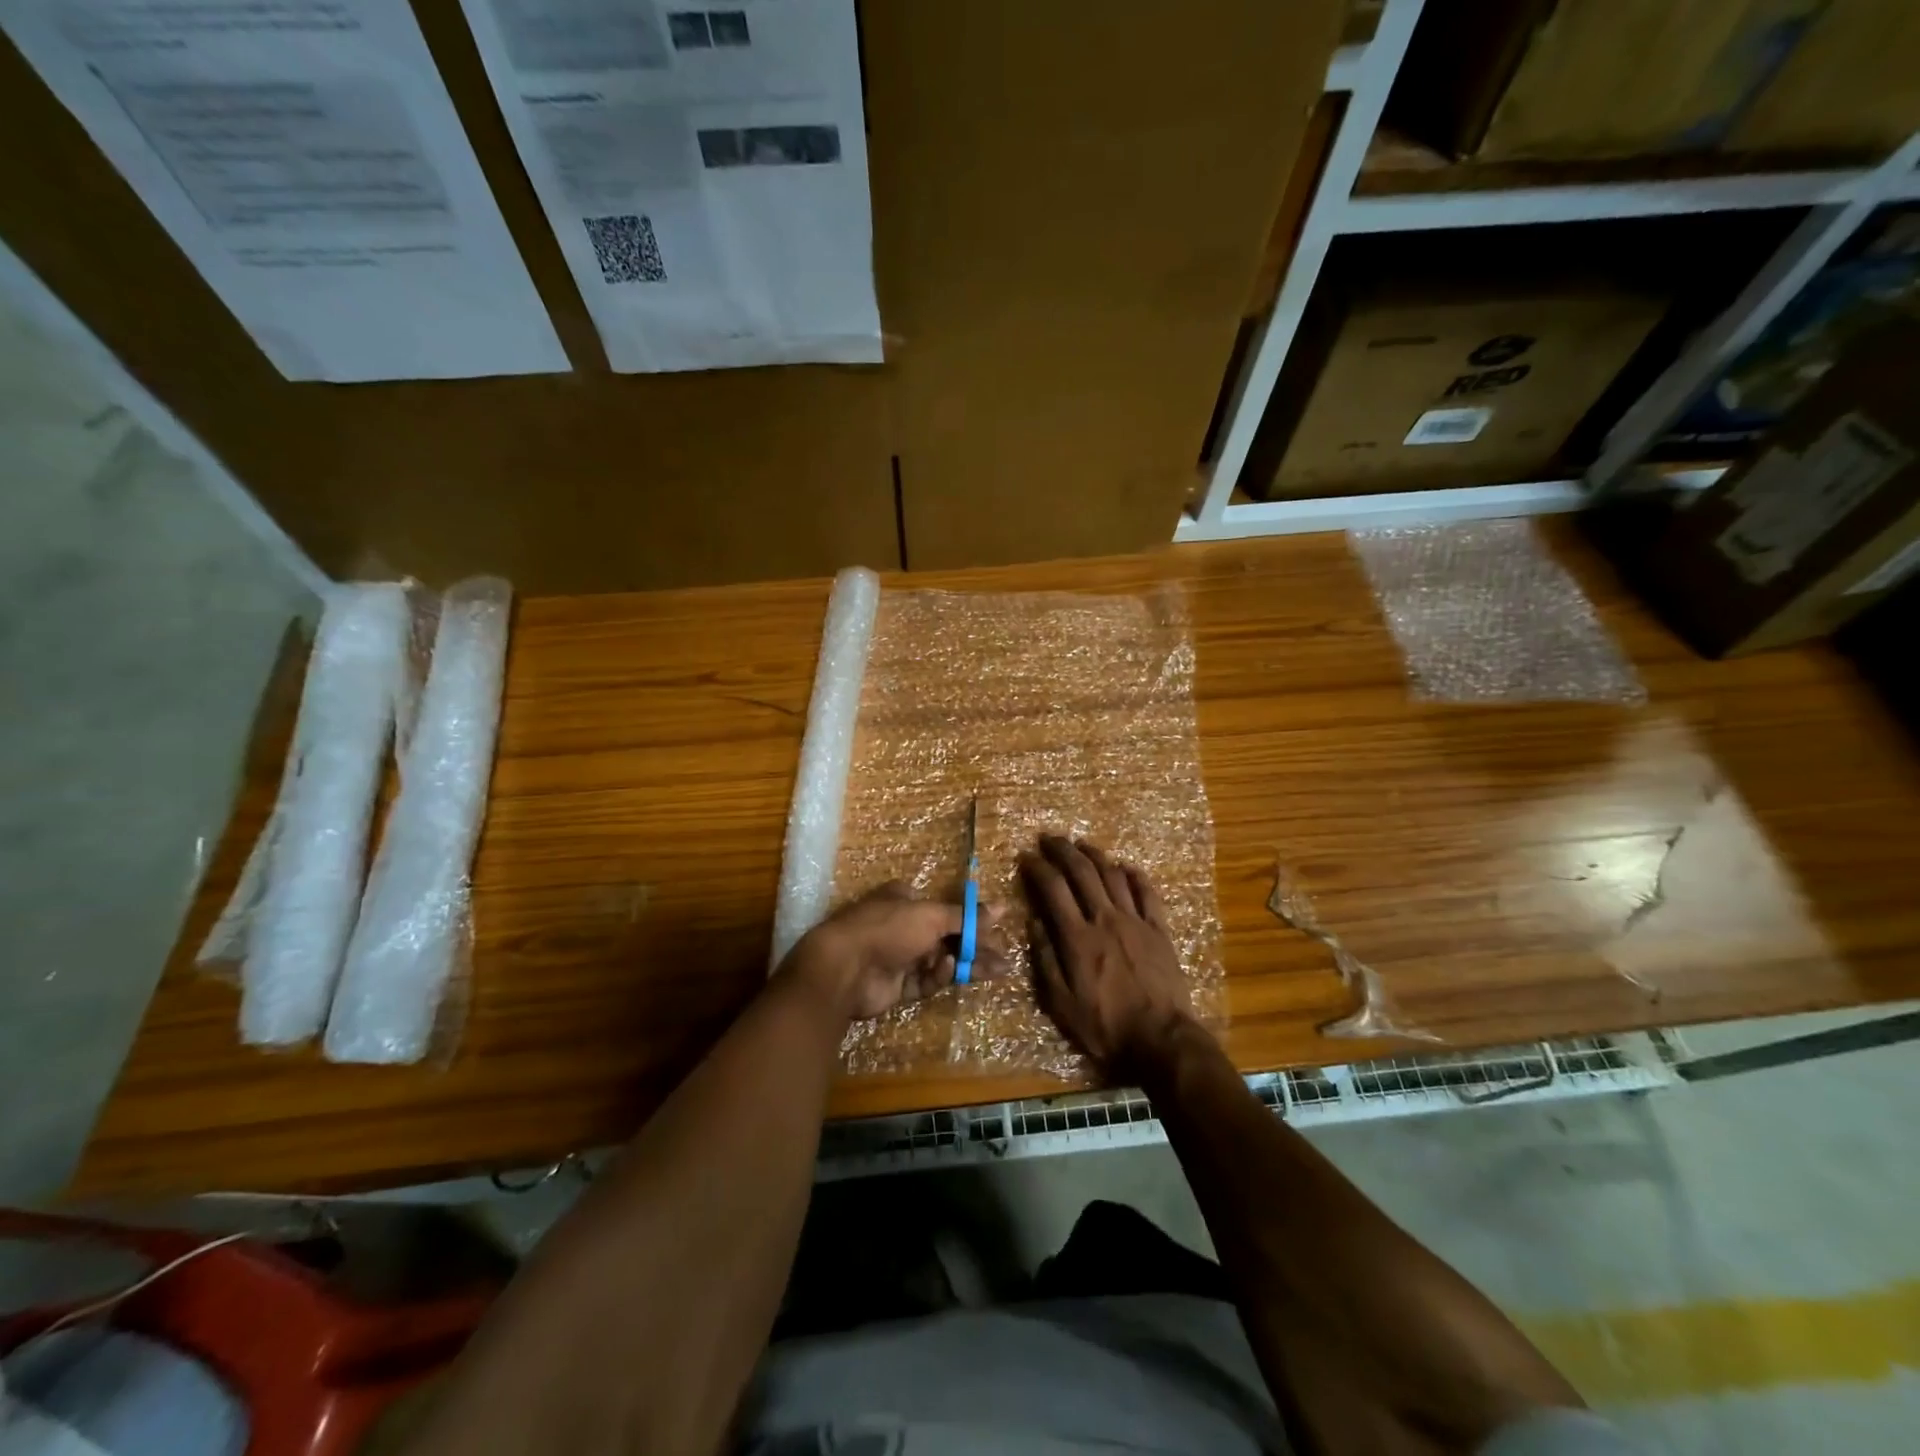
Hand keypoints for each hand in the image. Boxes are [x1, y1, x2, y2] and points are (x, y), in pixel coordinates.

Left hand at [784, 881, 1001, 1021]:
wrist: (844, 968)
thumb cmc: (888, 929)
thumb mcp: (931, 916)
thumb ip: (967, 917)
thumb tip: (1002, 907)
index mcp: (906, 899)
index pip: (946, 909)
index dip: (972, 920)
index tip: (998, 930)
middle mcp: (903, 926)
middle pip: (948, 937)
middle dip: (977, 947)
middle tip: (1005, 957)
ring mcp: (899, 957)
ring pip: (941, 960)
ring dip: (968, 964)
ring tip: (999, 970)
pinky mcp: (897, 986)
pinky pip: (926, 980)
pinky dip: (939, 976)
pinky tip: (949, 971)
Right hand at [1018, 836, 1196, 1076]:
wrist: (1161, 1040)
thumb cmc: (1105, 1027)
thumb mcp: (1061, 1003)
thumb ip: (1046, 960)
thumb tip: (1034, 922)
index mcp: (1078, 938)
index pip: (1053, 889)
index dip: (1037, 868)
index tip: (1026, 857)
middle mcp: (1105, 919)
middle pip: (1082, 872)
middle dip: (1063, 850)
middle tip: (1049, 838)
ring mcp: (1136, 922)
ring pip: (1113, 875)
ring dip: (1095, 855)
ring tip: (1081, 845)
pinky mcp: (1160, 930)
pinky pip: (1147, 892)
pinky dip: (1135, 875)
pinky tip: (1125, 866)